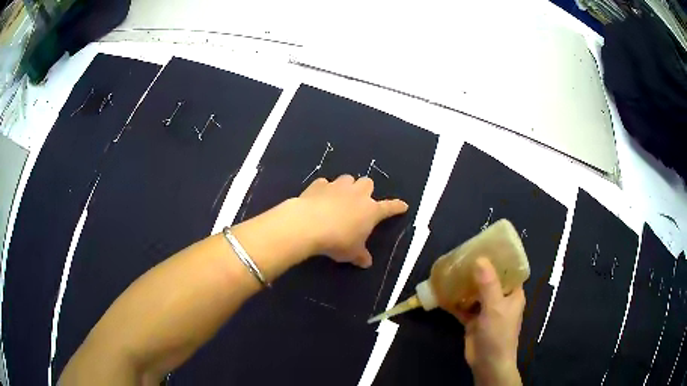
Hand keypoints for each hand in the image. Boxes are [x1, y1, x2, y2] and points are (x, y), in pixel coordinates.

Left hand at [297, 175, 407, 267]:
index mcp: (371, 210)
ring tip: (339, 197)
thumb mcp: (351, 253)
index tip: (403, 205)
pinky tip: (319, 198)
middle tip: (360, 201)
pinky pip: (325, 183)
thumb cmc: (338, 240)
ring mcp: (337, 186)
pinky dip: (324, 189)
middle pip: (368, 183)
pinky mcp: (319, 184)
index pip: (389, 207)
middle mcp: (357, 194)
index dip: (397, 207)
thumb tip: (366, 262)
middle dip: (365, 190)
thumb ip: (360, 256)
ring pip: (347, 178)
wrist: (309, 224)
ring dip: (346, 186)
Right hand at [454, 258, 524, 385]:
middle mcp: (501, 299)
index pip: (509, 271)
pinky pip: (464, 307)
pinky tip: (443, 293)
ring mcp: (486, 310)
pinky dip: (455, 301)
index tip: (485, 247)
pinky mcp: (473, 321)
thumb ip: (488, 284)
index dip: (499, 259)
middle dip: (478, 270)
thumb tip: (480, 258)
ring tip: (452, 270)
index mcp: (513, 294)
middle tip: (463, 257)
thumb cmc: (498, 334)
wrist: (487, 363)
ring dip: (465, 285)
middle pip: (490, 280)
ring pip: (475, 293)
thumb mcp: (495, 307)